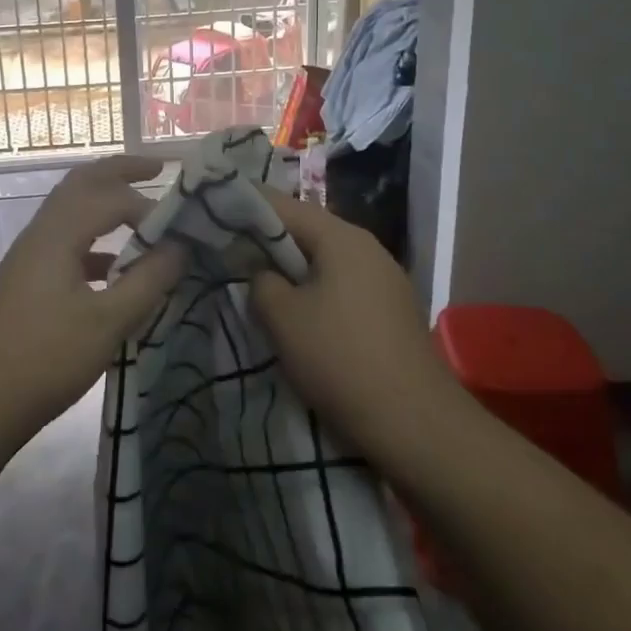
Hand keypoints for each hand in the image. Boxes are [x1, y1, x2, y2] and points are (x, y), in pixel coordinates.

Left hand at [0, 156, 185, 435]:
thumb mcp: (108, 322)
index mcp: (57, 234)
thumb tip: (180, 247)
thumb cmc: (47, 358)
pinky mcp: (28, 276)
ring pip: (71, 208)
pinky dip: (95, 239)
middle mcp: (41, 231)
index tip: (181, 232)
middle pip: (82, 182)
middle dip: (120, 170)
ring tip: (142, 208)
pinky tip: (117, 266)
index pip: (110, 197)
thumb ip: (148, 280)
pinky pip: (66, 239)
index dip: (149, 207)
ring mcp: (30, 253)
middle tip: (158, 167)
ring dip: (105, 200)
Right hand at [246, 188, 457, 462]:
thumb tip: (262, 272)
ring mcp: (385, 280)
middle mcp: (367, 248)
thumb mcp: (282, 317)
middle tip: (227, 253)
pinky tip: (297, 315)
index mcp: (341, 238)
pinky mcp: (391, 312)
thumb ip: (260, 281)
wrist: (416, 425)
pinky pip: (342, 286)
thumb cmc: (340, 359)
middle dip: (266, 241)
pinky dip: (314, 291)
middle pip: (306, 231)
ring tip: (256, 286)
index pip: (283, 205)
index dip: (245, 206)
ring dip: (290, 270)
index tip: (214, 214)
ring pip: (324, 261)